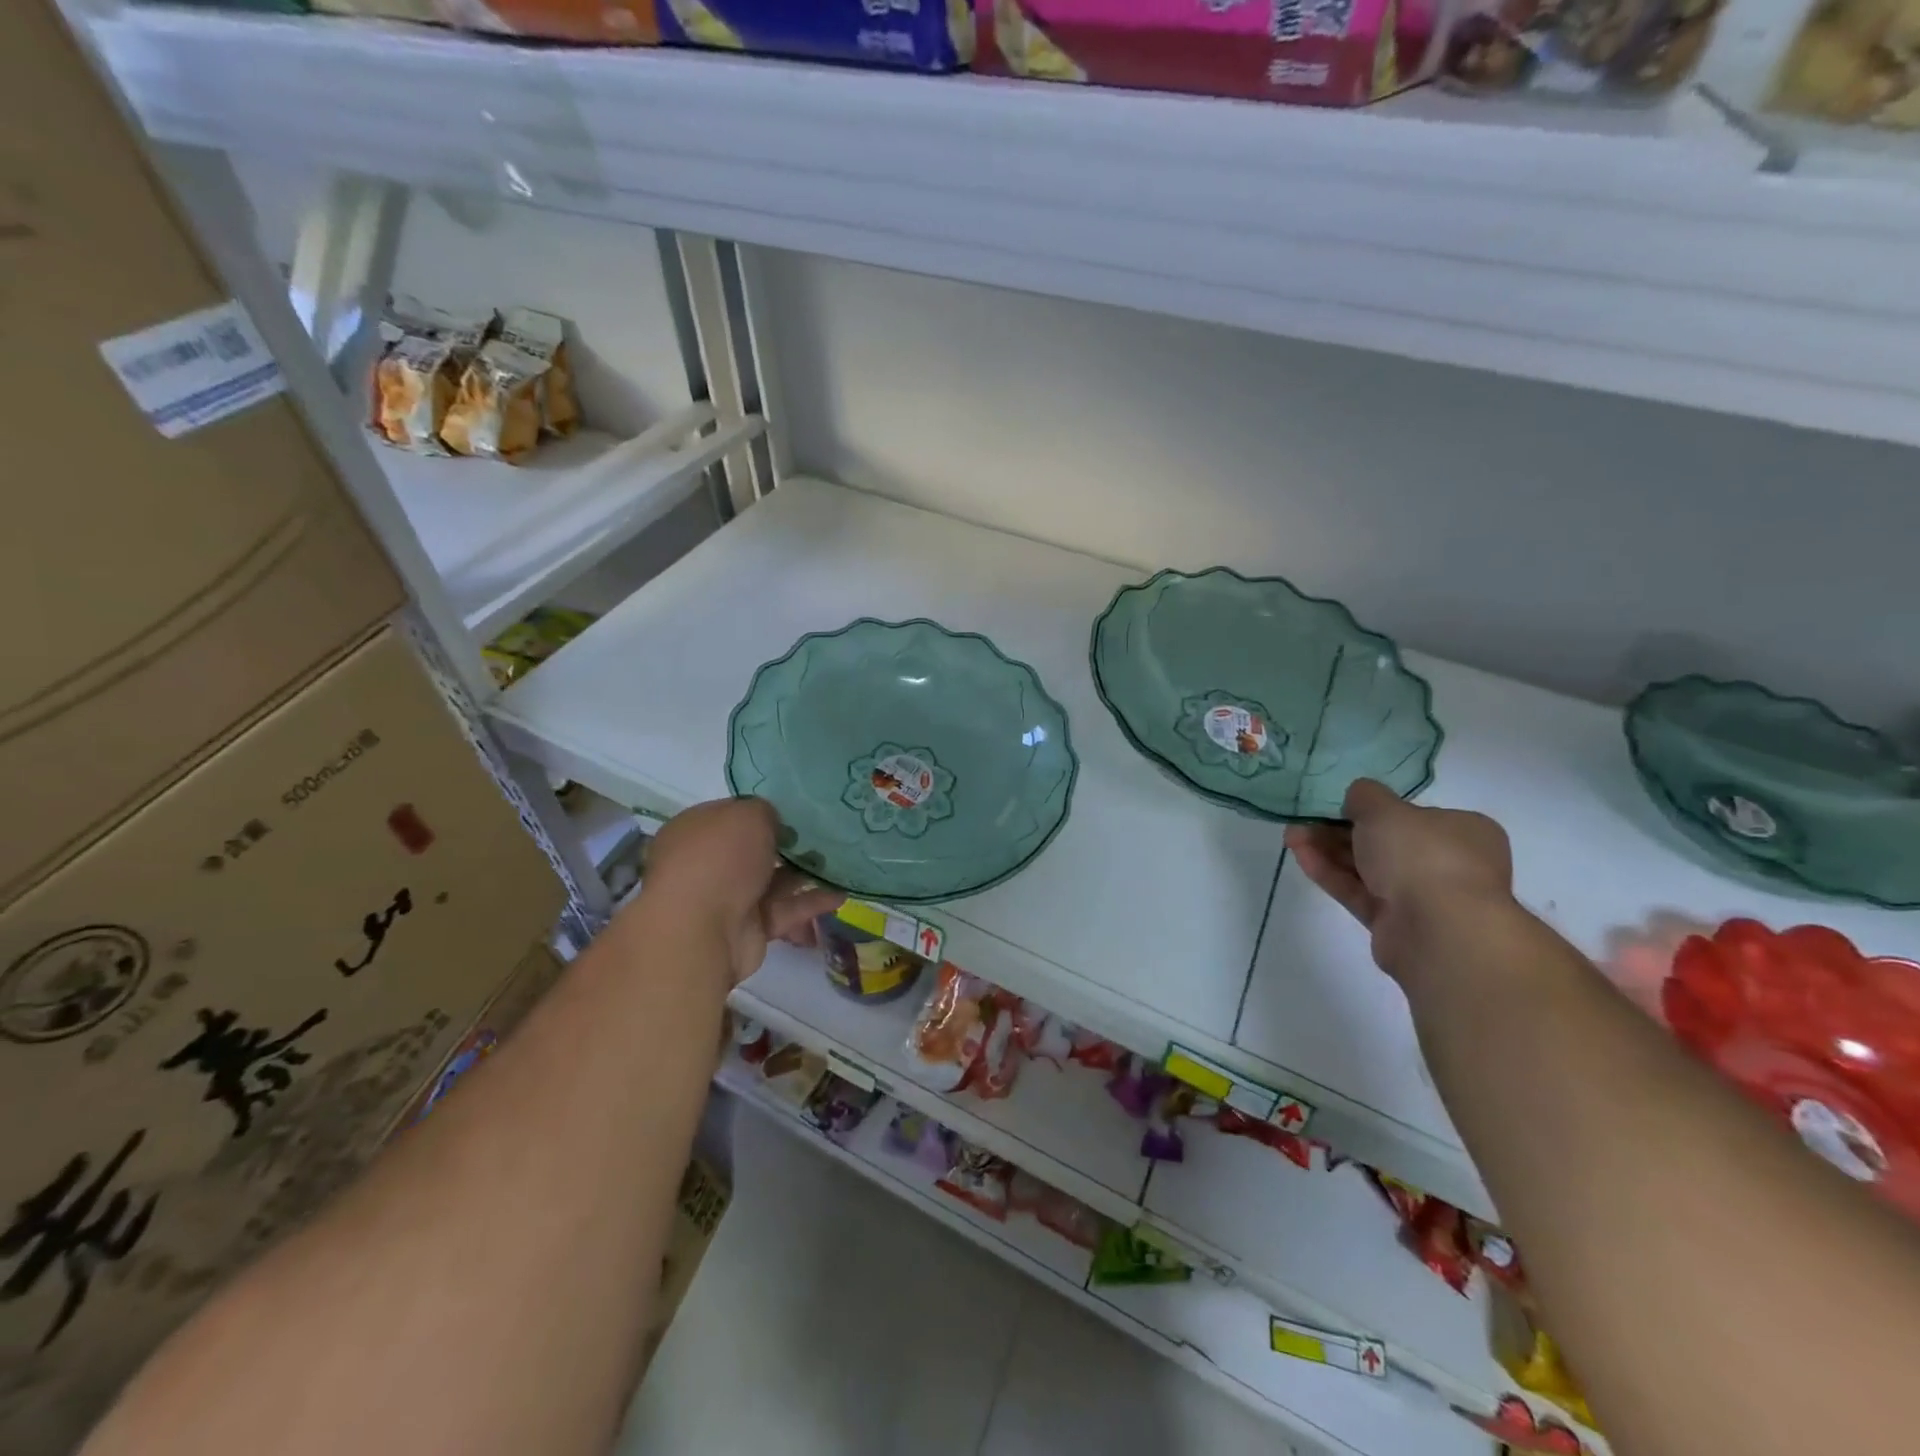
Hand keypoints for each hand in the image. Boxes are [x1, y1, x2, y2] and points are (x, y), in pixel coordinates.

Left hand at [643, 798, 844, 985]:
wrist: (701, 931)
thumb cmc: (718, 859)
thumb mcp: (747, 815)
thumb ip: (766, 812)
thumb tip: (774, 824)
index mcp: (697, 830)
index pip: (733, 815)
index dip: (765, 812)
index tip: (798, 811)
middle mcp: (709, 863)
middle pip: (755, 849)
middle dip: (789, 844)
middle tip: (827, 835)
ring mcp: (729, 897)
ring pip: (774, 880)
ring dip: (806, 873)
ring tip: (843, 862)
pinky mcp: (750, 928)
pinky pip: (785, 909)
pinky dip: (811, 902)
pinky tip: (841, 894)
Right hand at [1284, 779, 1513, 985]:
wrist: (1440, 932)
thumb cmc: (1422, 855)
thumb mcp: (1385, 809)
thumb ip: (1365, 796)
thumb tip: (1357, 797)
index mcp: (1463, 831)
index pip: (1413, 816)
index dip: (1372, 809)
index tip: (1337, 806)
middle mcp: (1447, 863)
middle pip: (1384, 842)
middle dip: (1339, 830)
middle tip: (1303, 822)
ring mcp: (1422, 897)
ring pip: (1367, 868)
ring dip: (1328, 850)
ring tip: (1291, 838)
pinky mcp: (1395, 924)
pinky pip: (1359, 893)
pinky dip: (1331, 874)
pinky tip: (1300, 857)